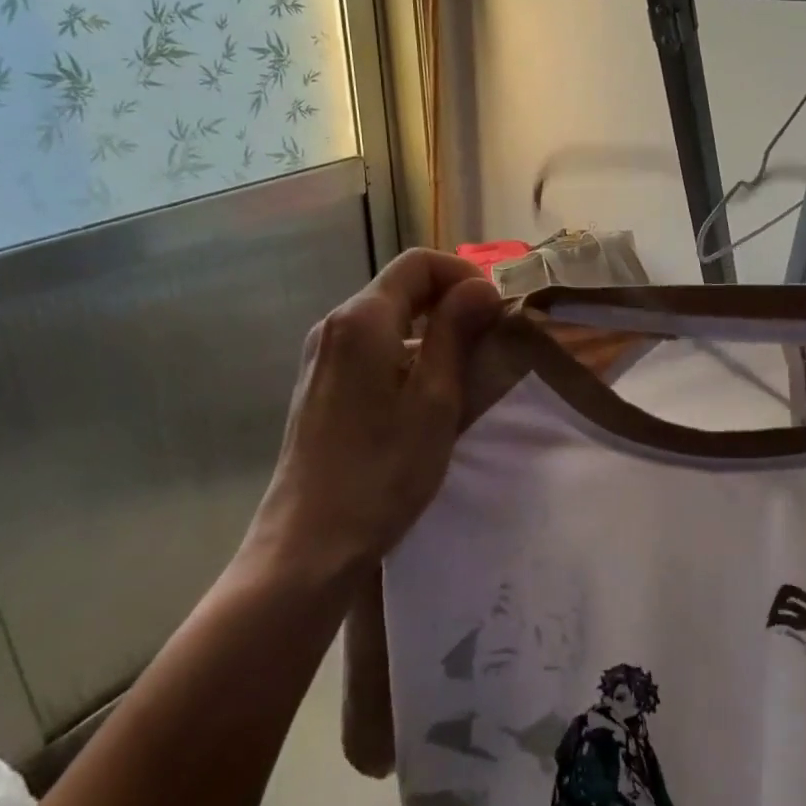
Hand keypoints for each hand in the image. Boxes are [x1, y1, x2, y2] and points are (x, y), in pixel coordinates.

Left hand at [243, 249, 502, 578]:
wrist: (310, 542)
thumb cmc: (382, 470)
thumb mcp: (435, 398)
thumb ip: (456, 332)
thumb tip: (480, 286)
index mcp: (362, 319)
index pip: (418, 263)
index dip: (463, 274)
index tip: (495, 309)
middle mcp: (335, 325)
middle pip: (400, 287)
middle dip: (449, 301)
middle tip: (489, 338)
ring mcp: (321, 355)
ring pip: (387, 319)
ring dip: (430, 329)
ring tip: (464, 370)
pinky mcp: (319, 384)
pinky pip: (370, 347)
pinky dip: (405, 353)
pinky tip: (424, 395)